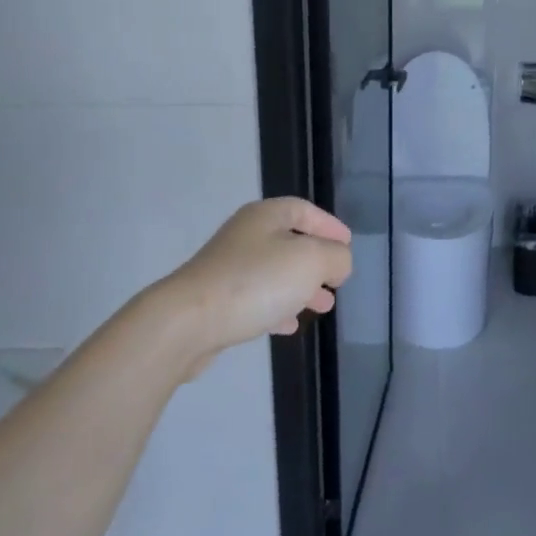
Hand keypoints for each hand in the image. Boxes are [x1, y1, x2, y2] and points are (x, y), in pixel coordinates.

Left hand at [152, 199, 352, 369]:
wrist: (187, 323)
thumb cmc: (256, 282)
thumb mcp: (312, 261)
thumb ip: (336, 257)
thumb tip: (338, 262)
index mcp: (265, 216)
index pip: (304, 210)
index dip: (329, 225)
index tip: (348, 244)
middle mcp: (244, 236)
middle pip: (289, 242)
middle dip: (318, 262)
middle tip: (337, 280)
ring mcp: (227, 269)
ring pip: (274, 273)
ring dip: (301, 288)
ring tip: (322, 306)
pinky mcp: (216, 301)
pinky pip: (256, 298)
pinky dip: (278, 308)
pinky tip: (288, 325)